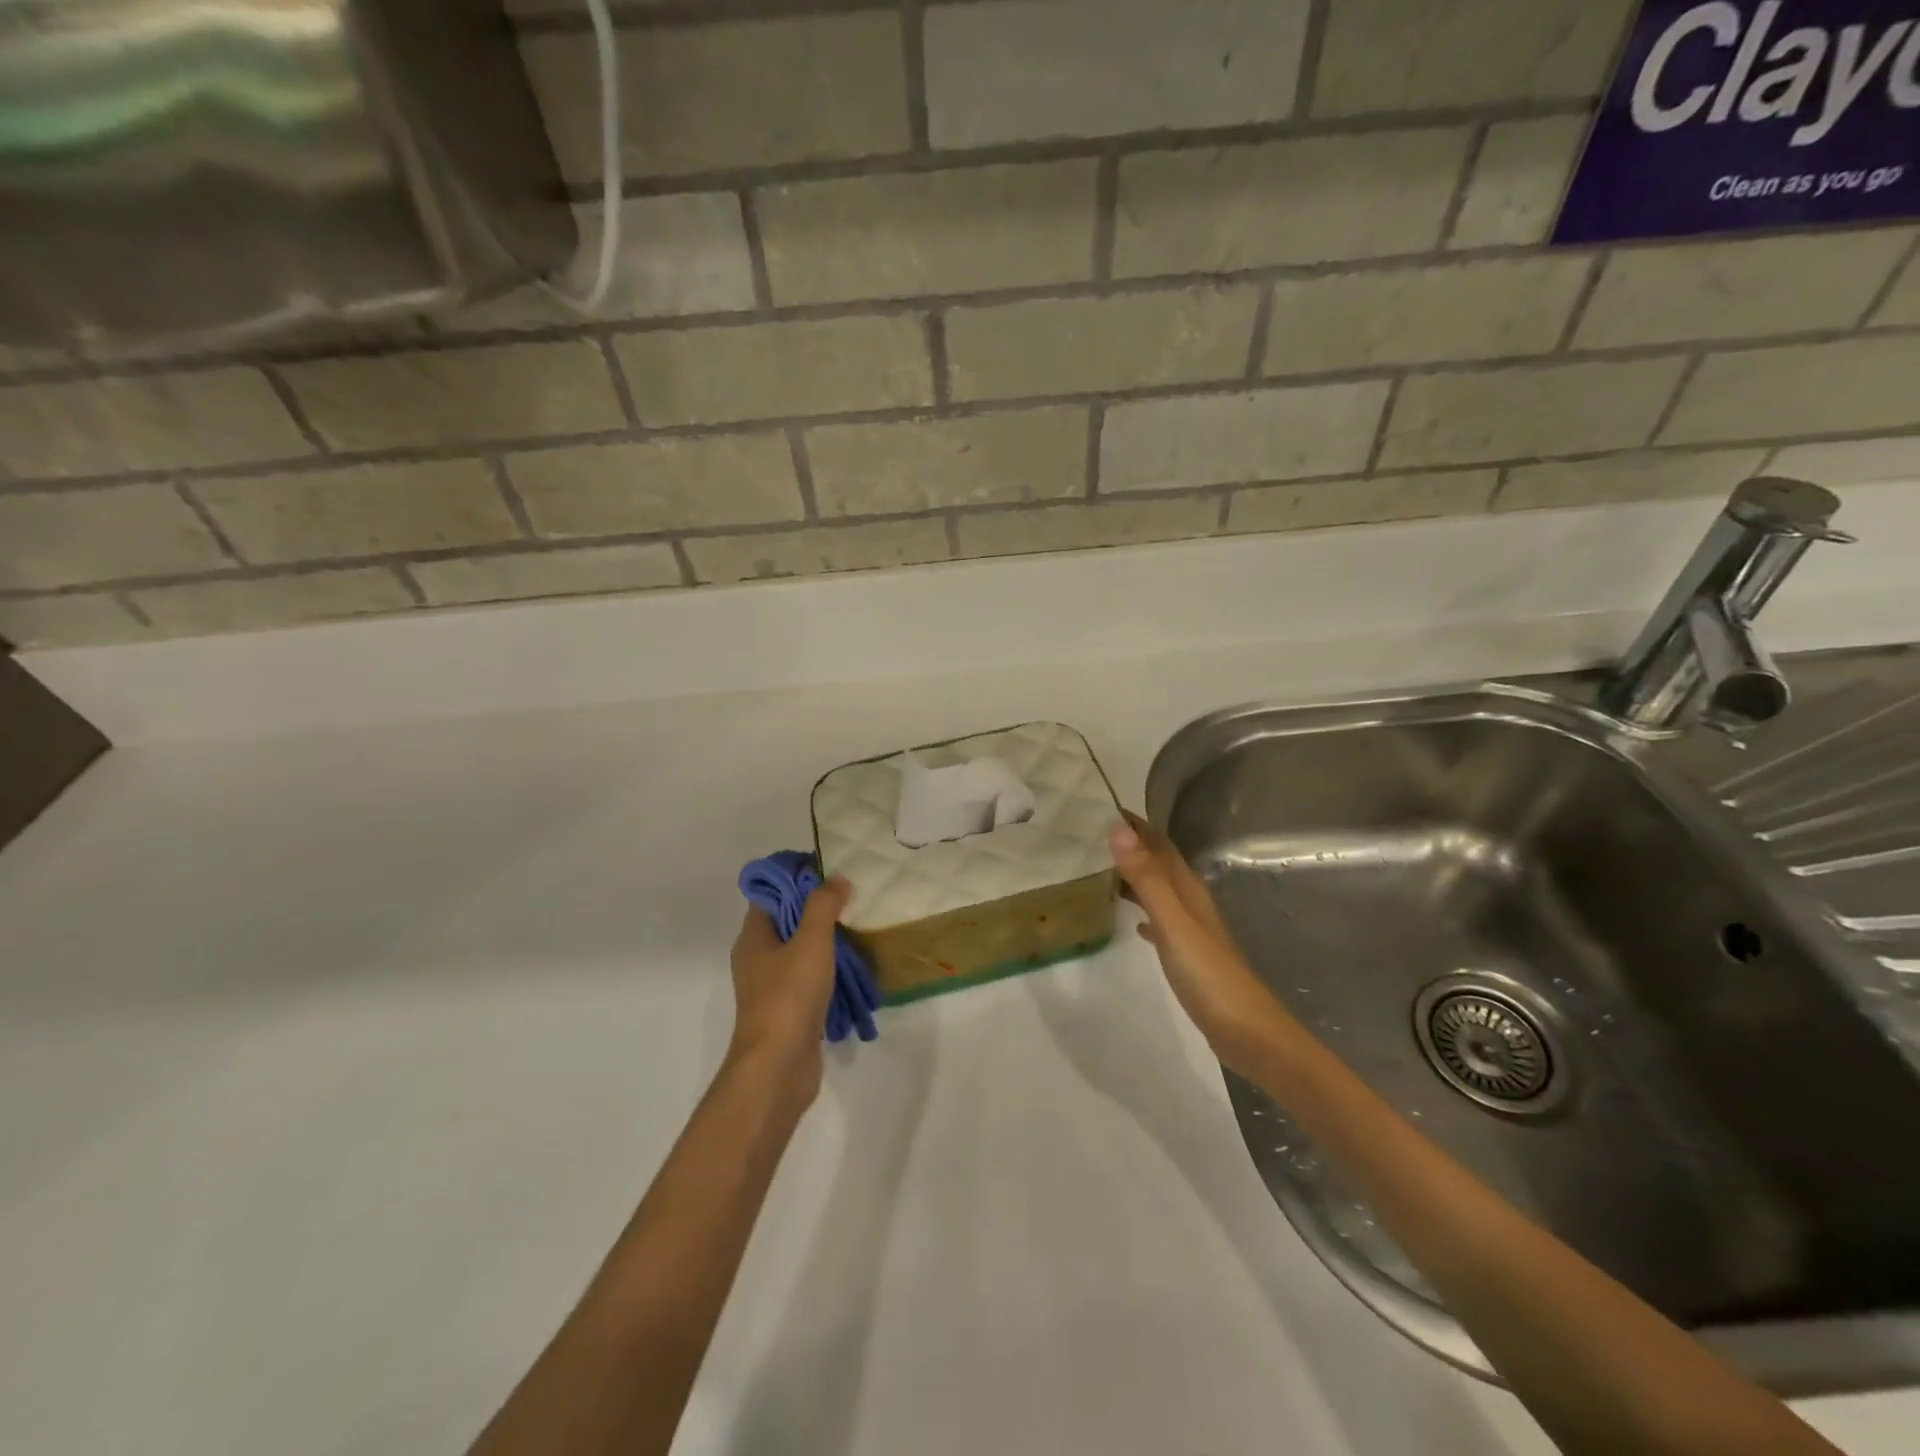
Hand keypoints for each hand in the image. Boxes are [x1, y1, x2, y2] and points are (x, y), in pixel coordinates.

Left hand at [726, 877, 850, 1107]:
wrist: (778, 1066)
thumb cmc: (789, 995)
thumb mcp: (811, 940)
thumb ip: (824, 905)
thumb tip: (837, 878)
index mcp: (754, 936)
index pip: (772, 893)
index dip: (797, 877)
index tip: (829, 869)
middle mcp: (757, 957)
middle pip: (787, 919)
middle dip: (816, 906)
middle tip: (852, 895)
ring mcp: (771, 986)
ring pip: (799, 950)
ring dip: (826, 938)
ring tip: (859, 925)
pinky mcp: (788, 1010)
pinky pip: (808, 977)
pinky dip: (828, 968)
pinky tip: (854, 966)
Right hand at [1109, 812, 1287, 1076]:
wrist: (1249, 1035)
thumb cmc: (1210, 977)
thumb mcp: (1173, 923)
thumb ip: (1147, 879)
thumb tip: (1119, 829)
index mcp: (1188, 890)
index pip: (1160, 845)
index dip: (1136, 825)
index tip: (1102, 806)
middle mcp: (1191, 903)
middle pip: (1159, 864)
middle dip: (1131, 847)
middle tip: (1090, 836)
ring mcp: (1192, 931)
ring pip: (1159, 891)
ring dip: (1135, 878)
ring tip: (1101, 871)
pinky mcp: (1189, 957)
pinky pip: (1161, 922)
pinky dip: (1144, 913)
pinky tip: (1133, 922)